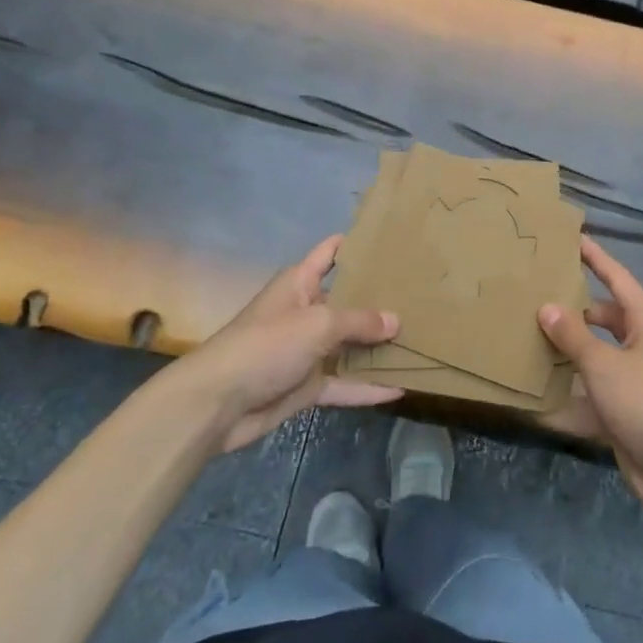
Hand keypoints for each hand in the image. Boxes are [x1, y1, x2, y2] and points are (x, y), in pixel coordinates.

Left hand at [181, 235, 403, 453]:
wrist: (218, 403)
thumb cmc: (267, 345)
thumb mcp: (318, 324)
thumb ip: (359, 321)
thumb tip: (396, 321)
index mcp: (300, 283)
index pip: (331, 253)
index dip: (357, 243)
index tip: (393, 239)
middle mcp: (306, 312)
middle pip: (348, 301)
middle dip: (380, 299)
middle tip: (424, 294)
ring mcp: (307, 351)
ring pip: (350, 345)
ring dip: (377, 346)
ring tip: (421, 338)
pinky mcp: (307, 386)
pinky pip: (344, 383)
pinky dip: (367, 387)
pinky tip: (400, 388)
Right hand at [538, 236, 642, 512]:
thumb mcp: (603, 363)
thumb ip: (573, 335)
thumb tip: (547, 307)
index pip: (618, 278)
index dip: (596, 258)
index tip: (574, 239)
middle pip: (605, 316)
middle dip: (576, 308)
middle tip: (539, 296)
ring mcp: (636, 377)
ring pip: (597, 352)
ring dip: (570, 348)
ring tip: (532, 336)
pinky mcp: (626, 408)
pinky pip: (593, 387)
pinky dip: (572, 388)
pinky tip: (541, 388)